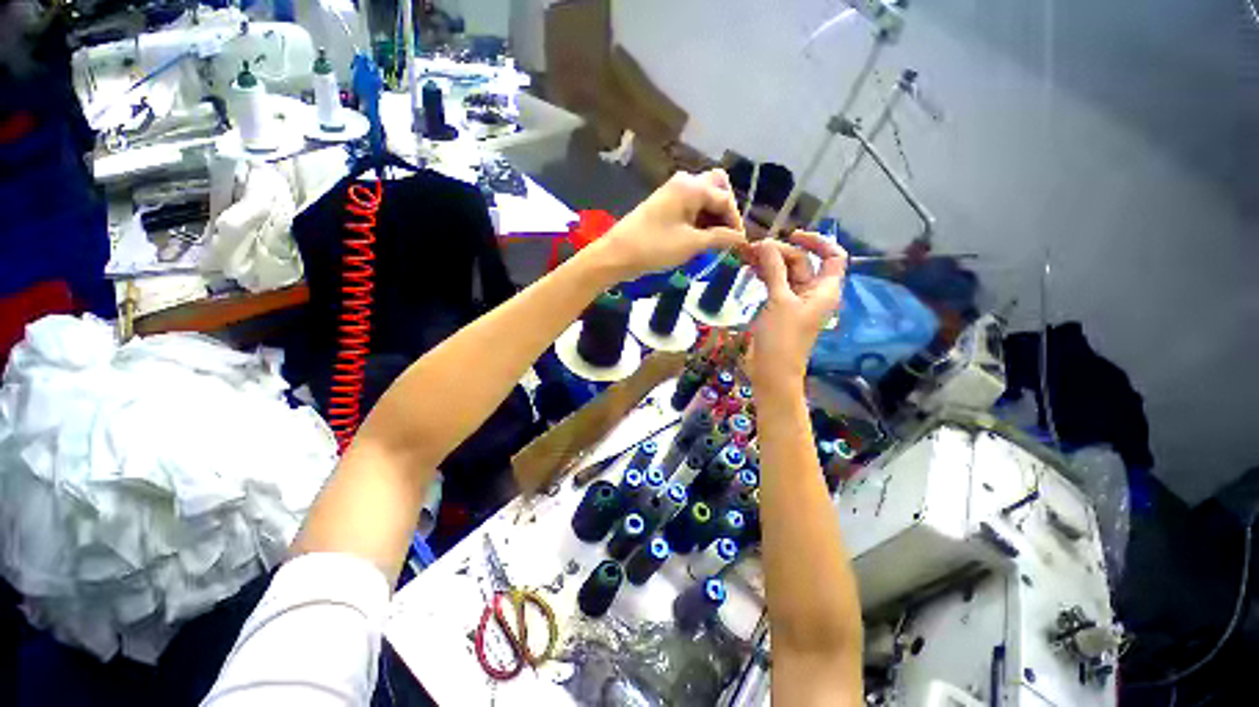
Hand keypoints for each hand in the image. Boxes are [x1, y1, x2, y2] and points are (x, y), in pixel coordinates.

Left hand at [584, 170, 746, 279]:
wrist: (617, 254)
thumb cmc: (654, 247)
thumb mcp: (691, 244)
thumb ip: (719, 238)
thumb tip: (740, 238)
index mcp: (691, 186)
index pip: (725, 199)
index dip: (735, 222)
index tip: (740, 244)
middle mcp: (684, 182)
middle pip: (717, 188)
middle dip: (725, 211)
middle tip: (726, 236)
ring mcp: (672, 192)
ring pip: (703, 197)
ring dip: (713, 216)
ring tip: (714, 242)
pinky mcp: (665, 204)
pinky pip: (690, 206)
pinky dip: (699, 219)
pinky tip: (700, 237)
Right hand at [746, 232, 847, 392]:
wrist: (771, 370)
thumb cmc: (782, 337)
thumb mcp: (779, 301)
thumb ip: (774, 270)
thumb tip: (765, 244)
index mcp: (825, 289)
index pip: (833, 256)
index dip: (817, 241)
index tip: (792, 235)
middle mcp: (813, 292)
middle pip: (802, 262)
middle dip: (780, 252)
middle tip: (754, 248)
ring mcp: (795, 300)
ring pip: (785, 273)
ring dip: (769, 262)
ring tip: (748, 255)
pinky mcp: (779, 308)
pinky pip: (775, 284)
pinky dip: (764, 275)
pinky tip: (750, 269)